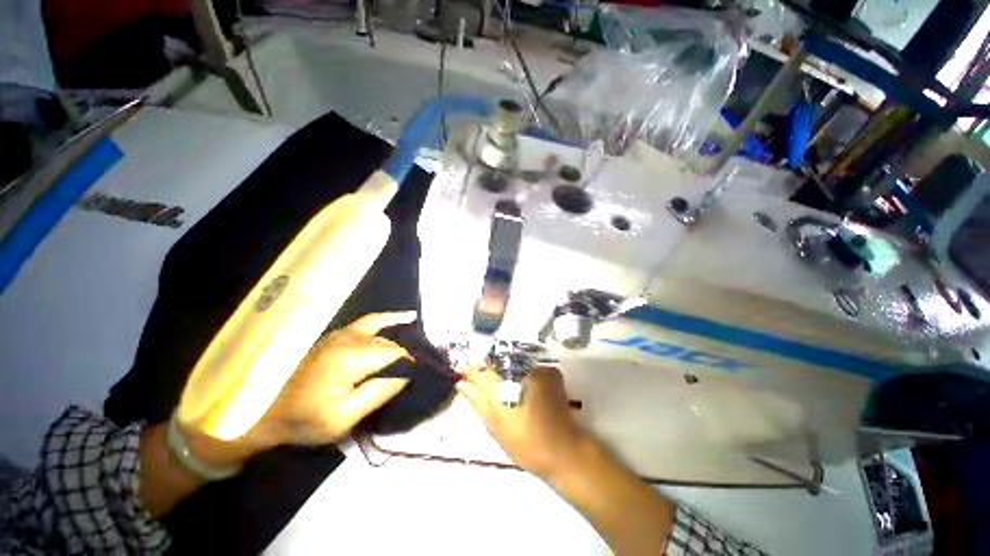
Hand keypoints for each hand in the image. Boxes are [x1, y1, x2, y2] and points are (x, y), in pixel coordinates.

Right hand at [456, 366, 587, 477]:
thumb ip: (478, 401)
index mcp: (505, 385)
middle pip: (496, 362)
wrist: (564, 450)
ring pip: (512, 362)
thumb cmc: (526, 444)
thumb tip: (462, 384)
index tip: (460, 371)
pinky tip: (518, 385)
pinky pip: (527, 366)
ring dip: (503, 370)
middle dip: (486, 369)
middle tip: (477, 381)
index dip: (469, 369)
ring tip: (498, 385)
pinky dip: (520, 373)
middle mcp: (521, 369)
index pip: (481, 369)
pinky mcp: (550, 371)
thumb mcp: (495, 426)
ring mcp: (538, 368)